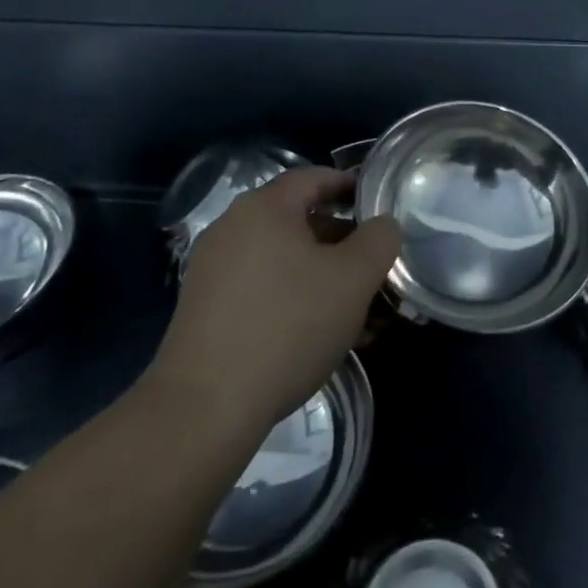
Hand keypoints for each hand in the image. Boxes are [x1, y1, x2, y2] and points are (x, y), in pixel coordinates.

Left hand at [142, 168, 400, 442]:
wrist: (205, 409)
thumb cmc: (288, 326)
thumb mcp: (353, 279)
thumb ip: (379, 239)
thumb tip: (382, 223)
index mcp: (265, 207)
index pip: (315, 178)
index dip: (351, 186)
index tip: (380, 206)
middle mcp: (234, 228)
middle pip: (300, 221)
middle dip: (343, 243)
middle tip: (376, 268)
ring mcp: (215, 270)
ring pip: (284, 261)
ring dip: (324, 278)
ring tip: (359, 314)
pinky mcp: (207, 310)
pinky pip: (263, 289)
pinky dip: (295, 300)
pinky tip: (322, 337)